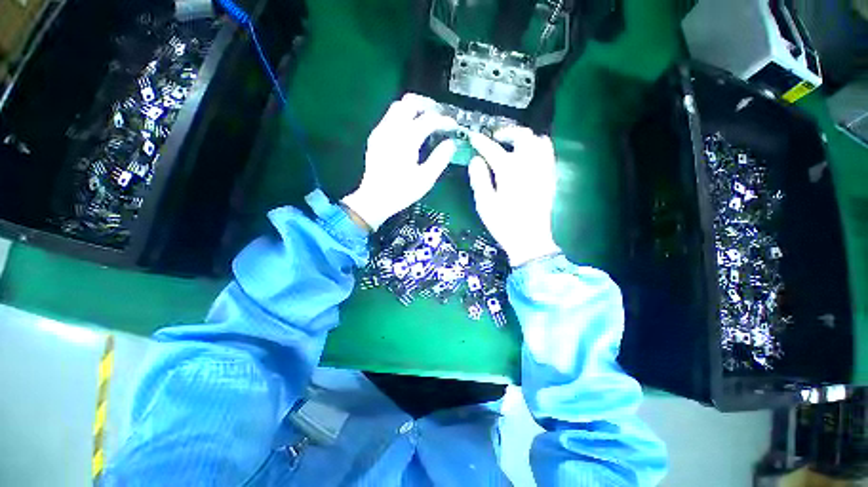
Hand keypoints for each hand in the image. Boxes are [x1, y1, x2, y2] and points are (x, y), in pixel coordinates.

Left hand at [342, 94, 458, 230]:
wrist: (374, 199)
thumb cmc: (402, 191)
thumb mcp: (426, 179)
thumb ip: (440, 159)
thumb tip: (451, 143)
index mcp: (406, 140)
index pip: (428, 119)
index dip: (444, 120)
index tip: (453, 126)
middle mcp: (392, 129)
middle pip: (410, 103)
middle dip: (427, 106)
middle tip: (439, 117)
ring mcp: (381, 131)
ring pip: (398, 107)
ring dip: (414, 110)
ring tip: (426, 121)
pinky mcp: (375, 137)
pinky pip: (390, 118)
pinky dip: (403, 117)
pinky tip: (409, 131)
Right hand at [467, 128, 560, 266]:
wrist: (530, 239)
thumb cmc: (504, 223)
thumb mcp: (485, 203)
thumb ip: (479, 179)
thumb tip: (476, 160)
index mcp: (510, 171)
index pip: (493, 149)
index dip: (481, 142)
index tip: (473, 137)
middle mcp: (529, 164)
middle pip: (522, 136)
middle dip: (507, 133)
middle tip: (495, 140)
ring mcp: (543, 170)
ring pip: (539, 141)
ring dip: (524, 138)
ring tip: (513, 146)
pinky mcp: (550, 178)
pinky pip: (548, 153)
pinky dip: (537, 148)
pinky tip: (528, 157)